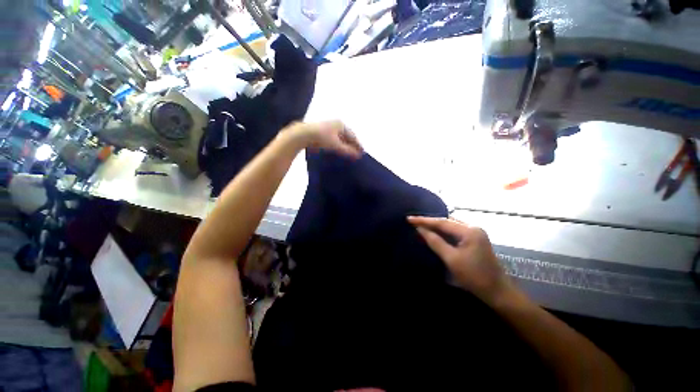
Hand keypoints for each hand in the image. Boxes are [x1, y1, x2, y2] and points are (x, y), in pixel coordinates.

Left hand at [282, 121, 362, 158]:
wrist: (302, 134)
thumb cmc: (321, 138)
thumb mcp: (336, 145)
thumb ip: (348, 151)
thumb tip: (358, 156)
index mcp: (341, 125)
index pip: (353, 136)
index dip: (358, 145)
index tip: (362, 153)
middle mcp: (336, 124)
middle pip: (347, 136)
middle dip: (352, 145)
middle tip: (356, 154)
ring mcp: (329, 127)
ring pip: (340, 138)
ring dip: (345, 145)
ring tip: (348, 154)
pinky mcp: (322, 131)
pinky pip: (334, 139)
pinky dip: (338, 144)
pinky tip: (338, 150)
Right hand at [408, 216, 512, 303]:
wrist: (498, 292)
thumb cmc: (474, 277)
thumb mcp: (451, 259)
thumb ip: (435, 241)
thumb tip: (420, 229)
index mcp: (469, 231)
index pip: (442, 222)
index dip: (424, 220)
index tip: (409, 218)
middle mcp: (473, 227)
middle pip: (446, 221)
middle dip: (429, 221)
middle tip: (413, 221)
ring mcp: (475, 233)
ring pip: (450, 225)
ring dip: (435, 226)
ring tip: (420, 225)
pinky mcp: (475, 239)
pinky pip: (455, 231)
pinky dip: (443, 231)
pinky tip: (434, 232)